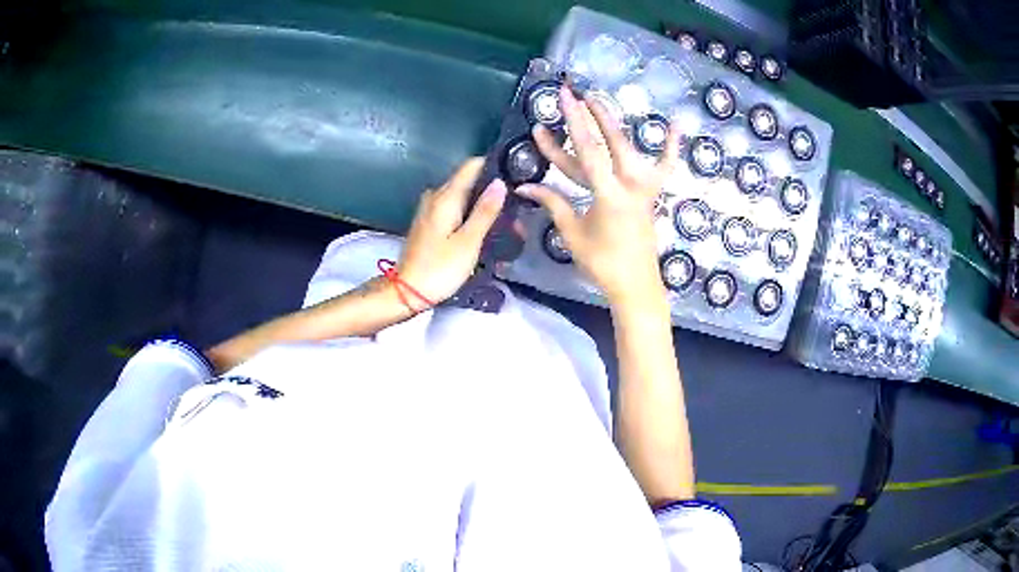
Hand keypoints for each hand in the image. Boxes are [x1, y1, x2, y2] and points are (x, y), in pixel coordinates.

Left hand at [398, 158, 506, 304]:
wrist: (407, 291)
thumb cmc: (440, 268)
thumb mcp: (469, 242)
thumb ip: (485, 211)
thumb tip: (500, 183)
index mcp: (446, 197)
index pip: (471, 165)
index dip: (493, 167)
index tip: (513, 177)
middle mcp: (435, 196)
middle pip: (466, 179)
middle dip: (489, 187)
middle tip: (513, 204)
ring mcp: (428, 209)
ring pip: (459, 194)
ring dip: (479, 202)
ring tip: (502, 218)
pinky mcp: (427, 222)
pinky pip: (452, 207)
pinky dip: (467, 212)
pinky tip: (480, 226)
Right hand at [518, 86, 679, 307]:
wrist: (636, 284)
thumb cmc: (602, 263)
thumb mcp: (572, 232)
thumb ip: (552, 203)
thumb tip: (523, 186)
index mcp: (608, 195)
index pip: (588, 151)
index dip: (574, 123)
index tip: (563, 99)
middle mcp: (630, 186)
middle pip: (610, 142)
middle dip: (590, 115)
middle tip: (574, 92)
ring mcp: (645, 189)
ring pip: (631, 149)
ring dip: (614, 123)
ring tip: (600, 100)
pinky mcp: (653, 195)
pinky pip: (666, 168)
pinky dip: (672, 147)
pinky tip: (677, 124)